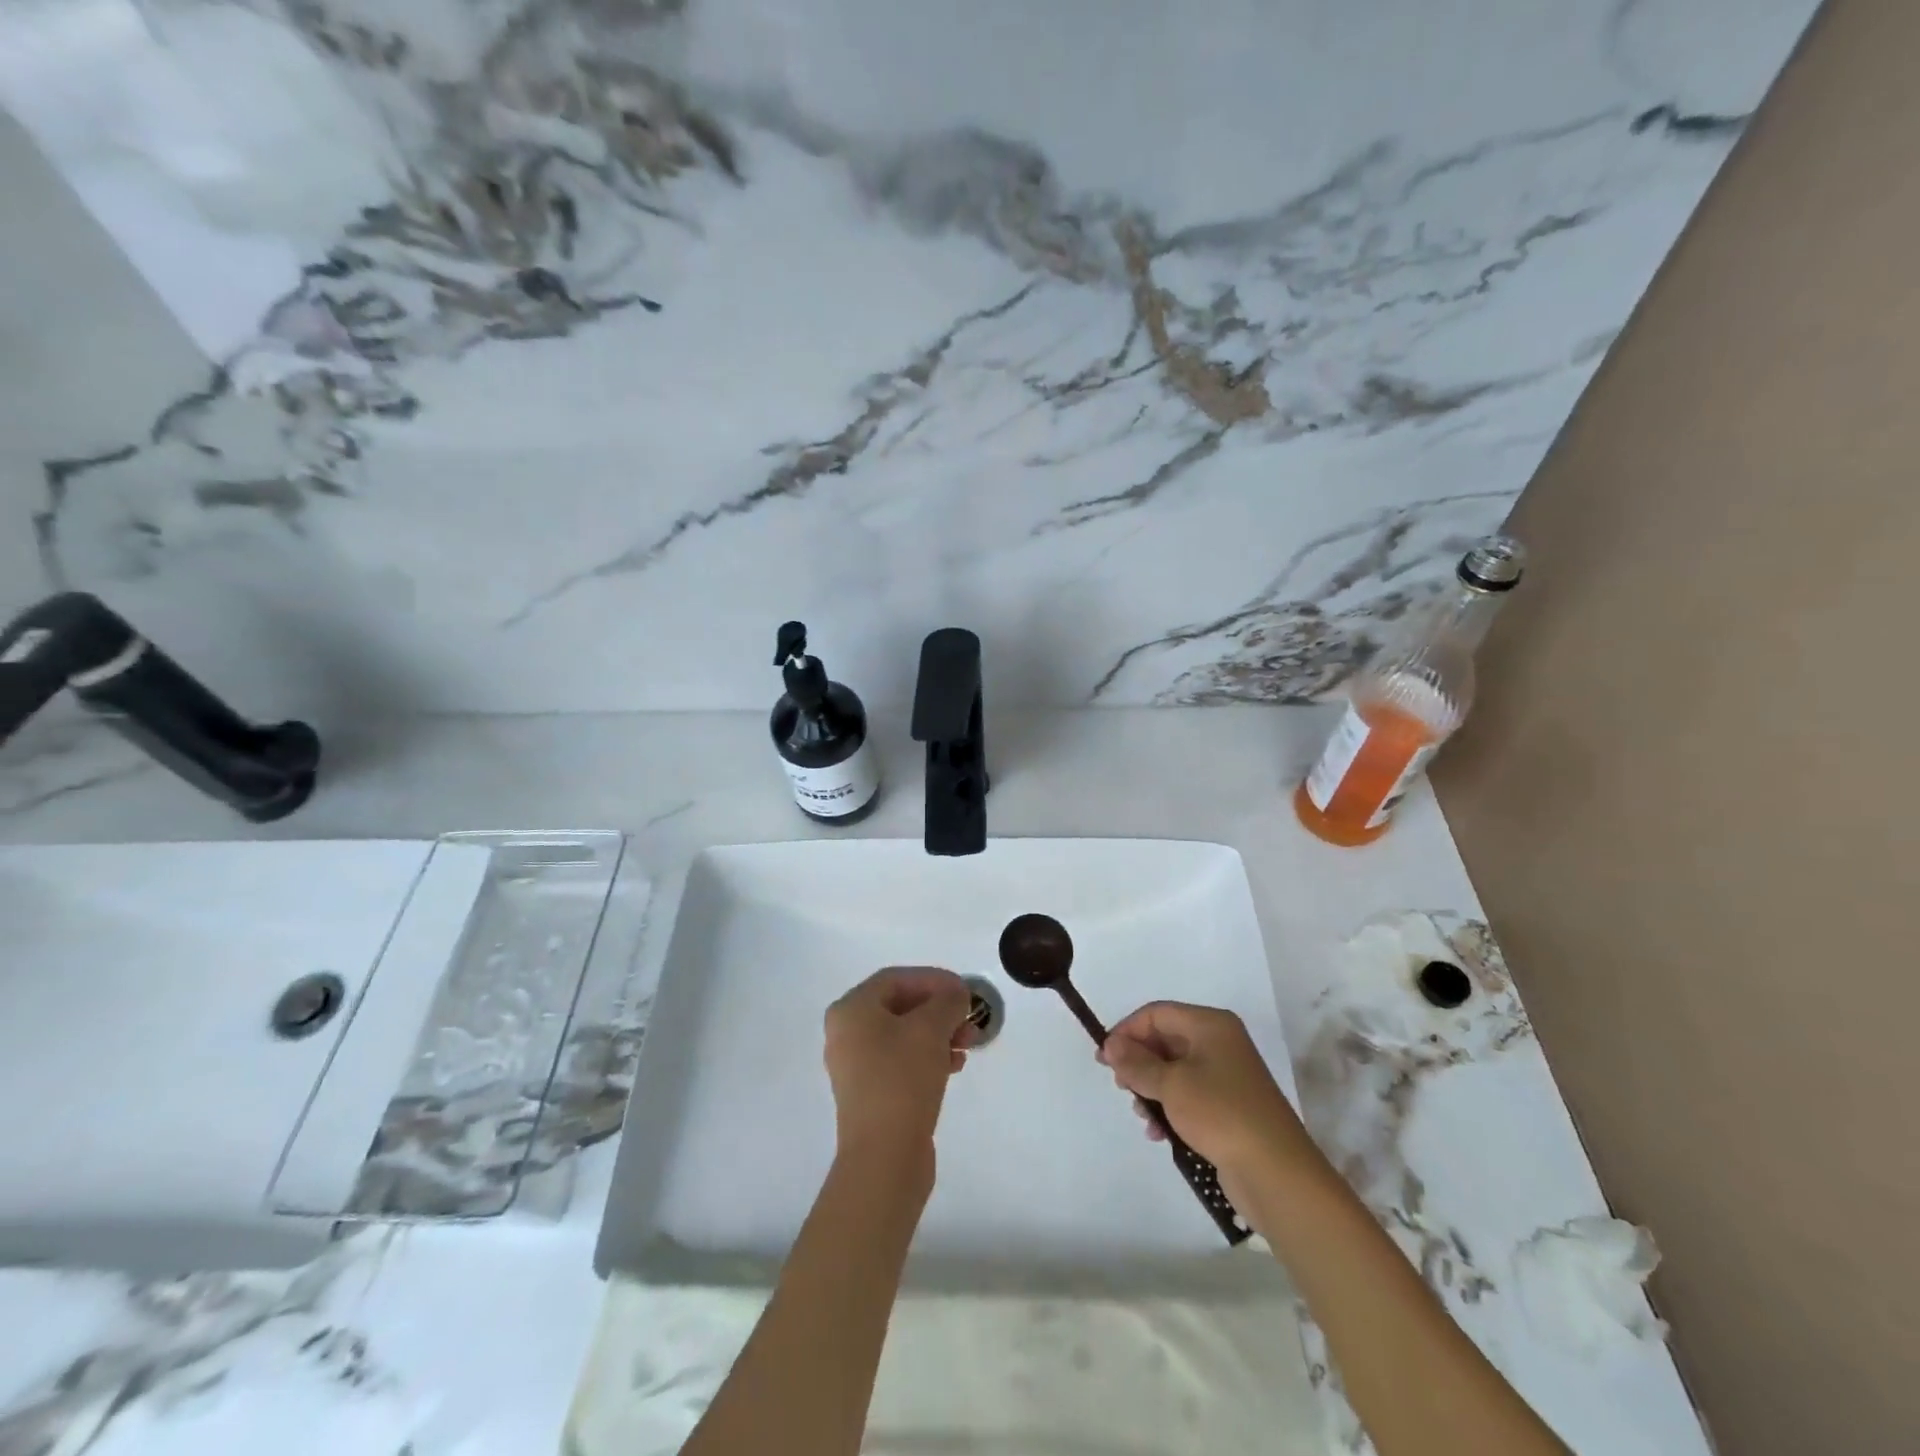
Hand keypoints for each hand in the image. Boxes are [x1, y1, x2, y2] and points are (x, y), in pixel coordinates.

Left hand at [824, 967, 973, 1171]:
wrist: (884, 1157)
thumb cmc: (902, 1079)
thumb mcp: (931, 1029)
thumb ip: (947, 1001)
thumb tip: (956, 995)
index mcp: (851, 1010)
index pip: (896, 978)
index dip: (933, 979)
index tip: (964, 991)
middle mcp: (847, 1033)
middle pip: (900, 1005)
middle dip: (939, 1009)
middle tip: (969, 1018)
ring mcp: (856, 1065)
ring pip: (904, 1034)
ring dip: (938, 1033)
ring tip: (968, 1044)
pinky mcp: (870, 1093)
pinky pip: (901, 1060)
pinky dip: (928, 1056)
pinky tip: (955, 1066)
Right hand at [1097, 1002, 1316, 1201]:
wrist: (1276, 1173)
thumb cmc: (1220, 1114)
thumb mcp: (1171, 1085)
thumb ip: (1137, 1063)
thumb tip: (1111, 1044)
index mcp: (1210, 1025)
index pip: (1157, 1013)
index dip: (1127, 1031)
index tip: (1104, 1059)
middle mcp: (1219, 1043)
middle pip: (1165, 1040)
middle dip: (1138, 1062)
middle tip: (1120, 1086)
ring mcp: (1226, 1076)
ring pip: (1174, 1070)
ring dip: (1151, 1089)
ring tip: (1141, 1114)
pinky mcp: (1228, 1106)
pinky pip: (1188, 1096)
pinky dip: (1169, 1108)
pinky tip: (1158, 1132)